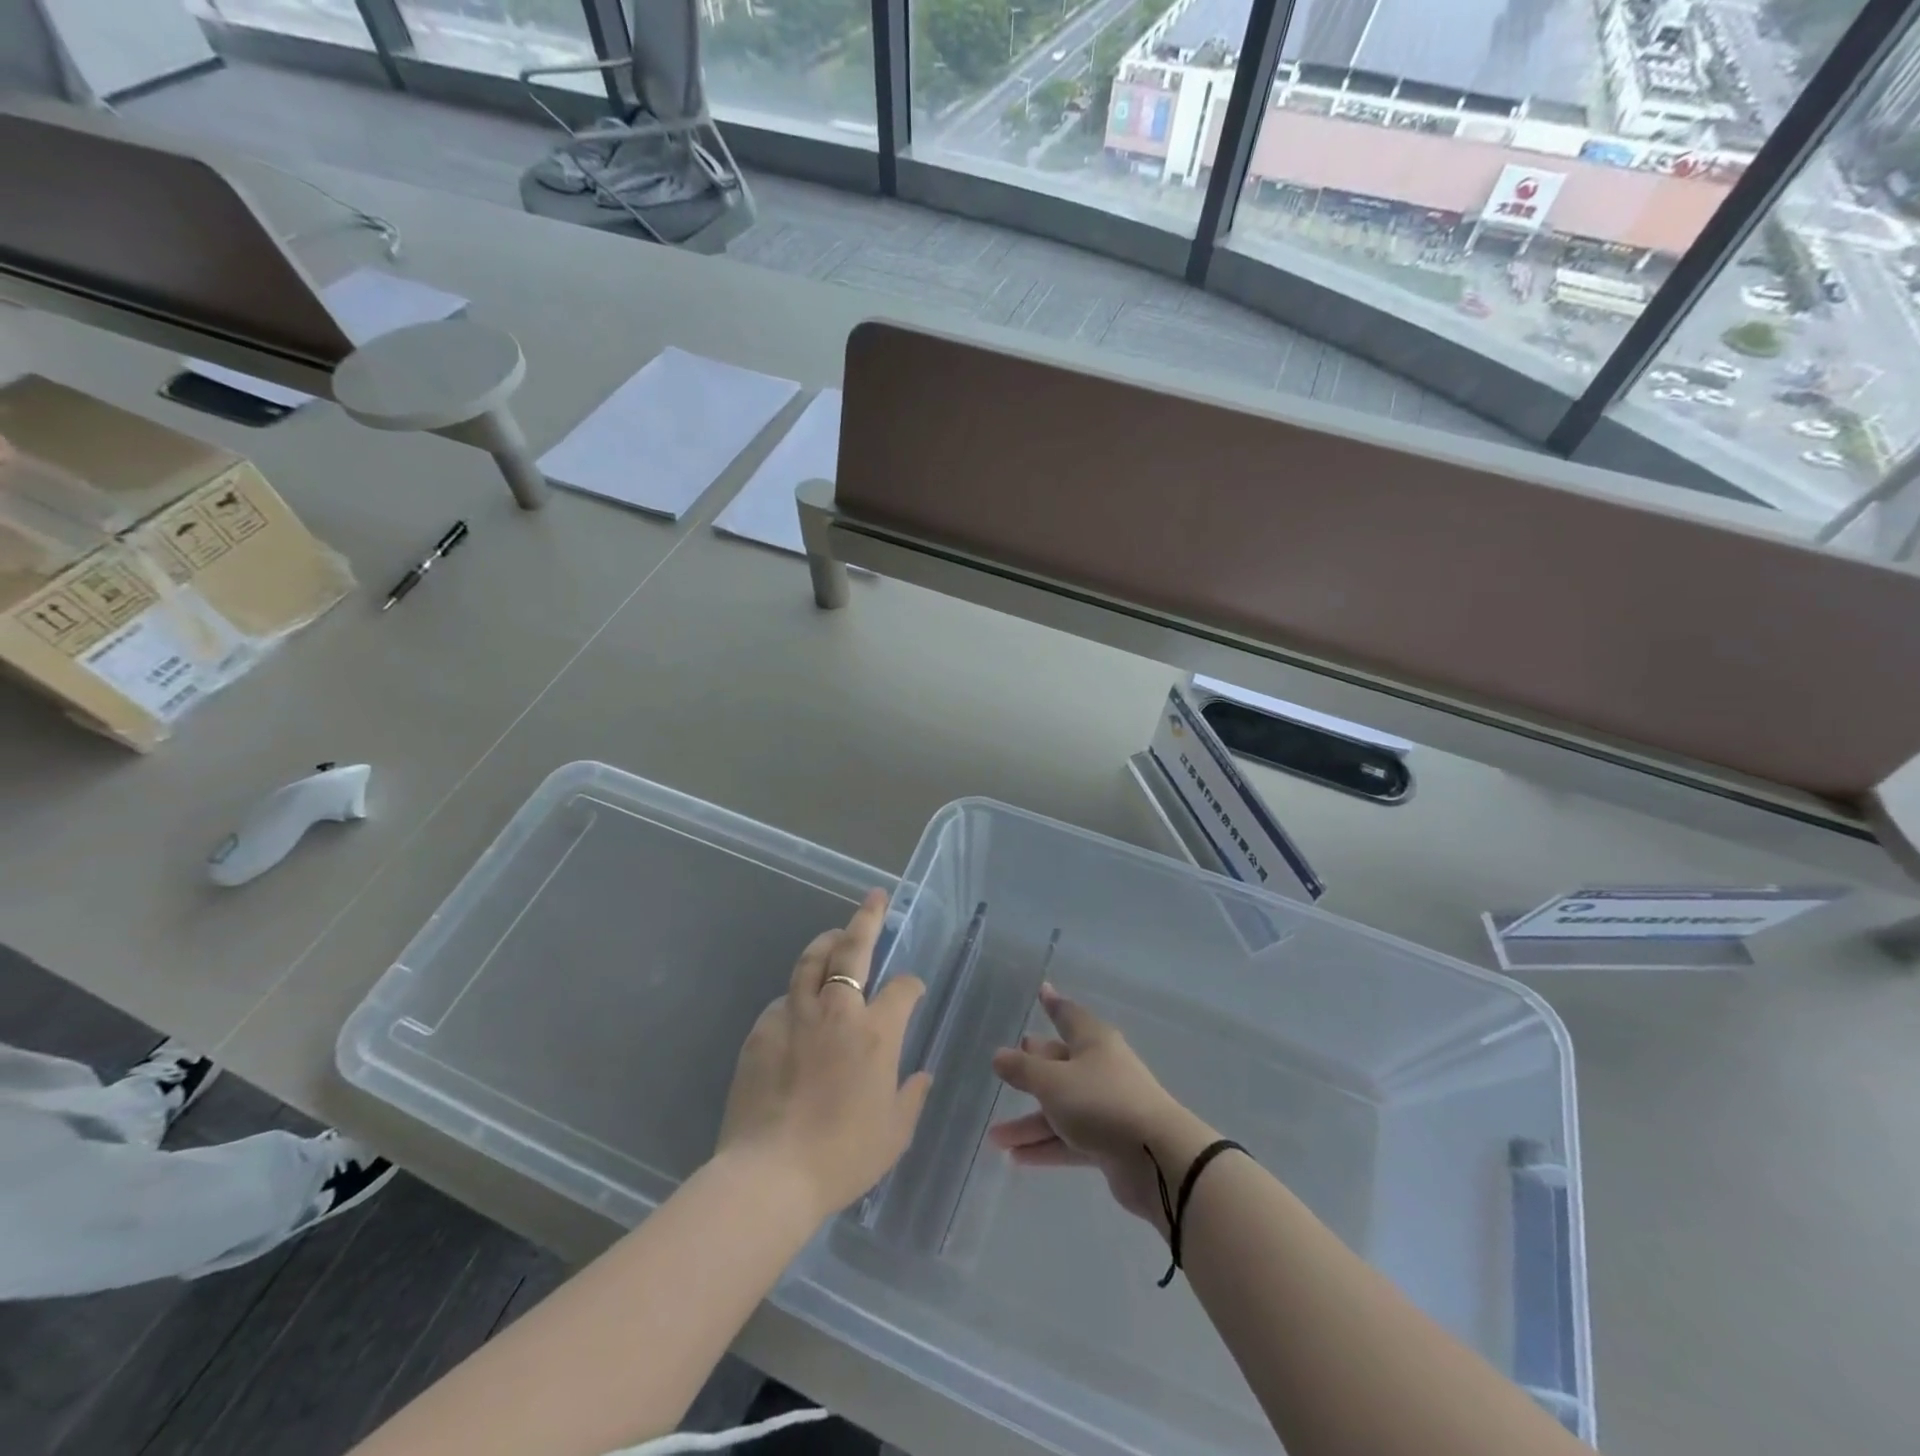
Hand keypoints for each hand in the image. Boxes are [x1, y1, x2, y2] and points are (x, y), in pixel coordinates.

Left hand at [716, 889, 932, 1222]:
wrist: (769, 1175)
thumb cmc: (842, 1156)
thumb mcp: (894, 1133)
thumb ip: (912, 1096)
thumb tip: (921, 1075)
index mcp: (876, 1031)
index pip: (902, 987)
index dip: (911, 984)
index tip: (913, 989)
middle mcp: (837, 1010)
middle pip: (853, 948)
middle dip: (867, 918)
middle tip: (874, 898)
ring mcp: (795, 1015)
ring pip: (811, 961)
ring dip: (827, 943)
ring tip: (834, 936)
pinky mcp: (762, 1030)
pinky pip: (784, 1000)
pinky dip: (797, 994)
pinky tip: (799, 1010)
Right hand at [989, 984, 1215, 1233]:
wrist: (1157, 1158)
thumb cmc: (1102, 1102)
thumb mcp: (1053, 1082)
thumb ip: (1023, 1069)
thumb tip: (999, 1055)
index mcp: (1093, 1042)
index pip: (1068, 1015)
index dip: (1053, 1004)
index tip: (1042, 990)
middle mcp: (1101, 1069)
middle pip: (1061, 1064)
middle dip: (1033, 1068)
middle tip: (1008, 1066)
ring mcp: (1107, 1107)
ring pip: (1061, 1108)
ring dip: (1030, 1122)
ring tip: (995, 1138)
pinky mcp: (1110, 1142)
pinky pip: (1071, 1139)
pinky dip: (1047, 1146)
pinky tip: (1017, 1158)